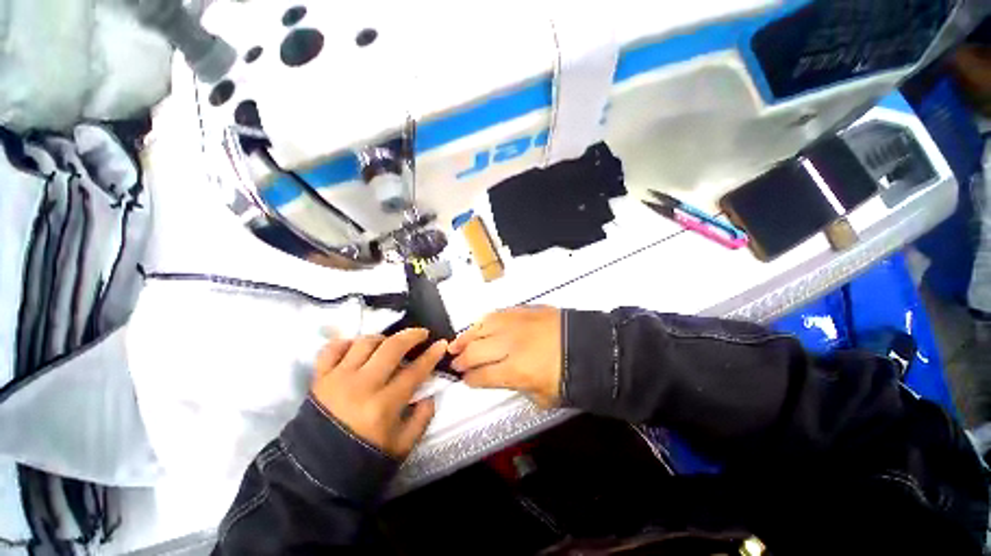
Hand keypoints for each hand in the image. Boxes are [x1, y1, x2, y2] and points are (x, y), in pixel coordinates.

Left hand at [311, 329, 445, 458]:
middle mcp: (362, 386)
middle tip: (421, 334)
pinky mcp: (319, 379)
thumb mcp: (402, 446)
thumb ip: (421, 418)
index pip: (415, 371)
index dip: (431, 355)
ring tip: (390, 344)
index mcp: (384, 405)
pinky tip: (357, 347)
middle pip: (391, 347)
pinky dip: (346, 343)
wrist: (314, 475)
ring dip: (383, 338)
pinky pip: (332, 349)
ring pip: (365, 343)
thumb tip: (429, 395)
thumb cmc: (363, 459)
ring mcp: (338, 379)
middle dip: (412, 336)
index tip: (441, 344)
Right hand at [448, 306, 562, 407]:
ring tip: (456, 344)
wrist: (590, 345)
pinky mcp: (523, 310)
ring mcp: (516, 324)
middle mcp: (510, 344)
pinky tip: (477, 326)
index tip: (465, 380)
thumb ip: (520, 389)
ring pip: (481, 328)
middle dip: (462, 360)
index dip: (471, 379)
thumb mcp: (545, 396)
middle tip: (455, 364)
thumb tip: (507, 380)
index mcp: (516, 370)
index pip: (482, 375)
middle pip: (476, 351)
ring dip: (466, 337)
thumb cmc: (570, 375)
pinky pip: (496, 314)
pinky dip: (483, 322)